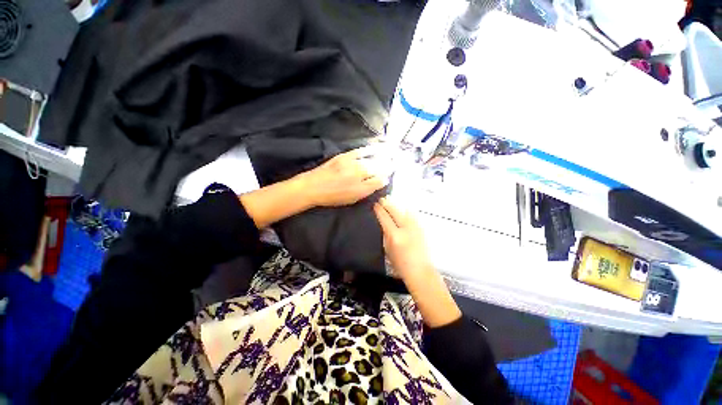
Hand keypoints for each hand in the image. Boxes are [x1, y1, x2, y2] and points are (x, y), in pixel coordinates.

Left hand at [301, 147, 388, 206]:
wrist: (312, 187)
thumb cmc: (332, 197)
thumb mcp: (352, 199)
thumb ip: (367, 190)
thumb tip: (381, 181)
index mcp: (360, 188)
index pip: (379, 181)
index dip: (386, 177)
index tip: (390, 174)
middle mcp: (358, 175)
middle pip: (378, 168)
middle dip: (388, 166)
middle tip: (395, 163)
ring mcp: (351, 164)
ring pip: (372, 159)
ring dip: (384, 156)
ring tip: (392, 152)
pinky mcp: (344, 156)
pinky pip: (362, 151)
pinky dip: (372, 148)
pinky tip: (379, 146)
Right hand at [374, 197, 461, 327]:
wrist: (420, 270)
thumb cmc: (400, 264)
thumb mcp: (387, 249)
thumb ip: (385, 233)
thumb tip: (383, 221)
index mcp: (395, 236)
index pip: (385, 217)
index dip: (379, 209)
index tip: (375, 204)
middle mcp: (406, 228)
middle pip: (395, 210)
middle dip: (387, 203)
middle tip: (381, 199)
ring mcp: (415, 227)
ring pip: (405, 210)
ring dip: (396, 205)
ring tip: (390, 201)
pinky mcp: (421, 228)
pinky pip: (412, 215)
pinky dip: (405, 210)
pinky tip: (402, 209)